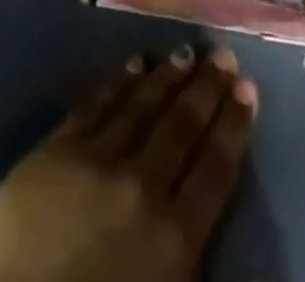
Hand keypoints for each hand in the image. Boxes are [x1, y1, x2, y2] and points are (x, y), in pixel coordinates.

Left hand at [0, 46, 257, 281]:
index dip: (234, 127)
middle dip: (206, 89)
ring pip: (141, 107)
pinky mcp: (56, 148)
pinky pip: (96, 105)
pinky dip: (119, 82)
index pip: (215, 170)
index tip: (248, 89)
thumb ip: (186, 252)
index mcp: (173, 240)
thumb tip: (204, 212)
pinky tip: (133, 64)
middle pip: (181, 127)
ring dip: (166, 78)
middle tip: (222, 54)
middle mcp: (141, 187)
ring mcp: (95, 160)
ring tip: (186, 52)